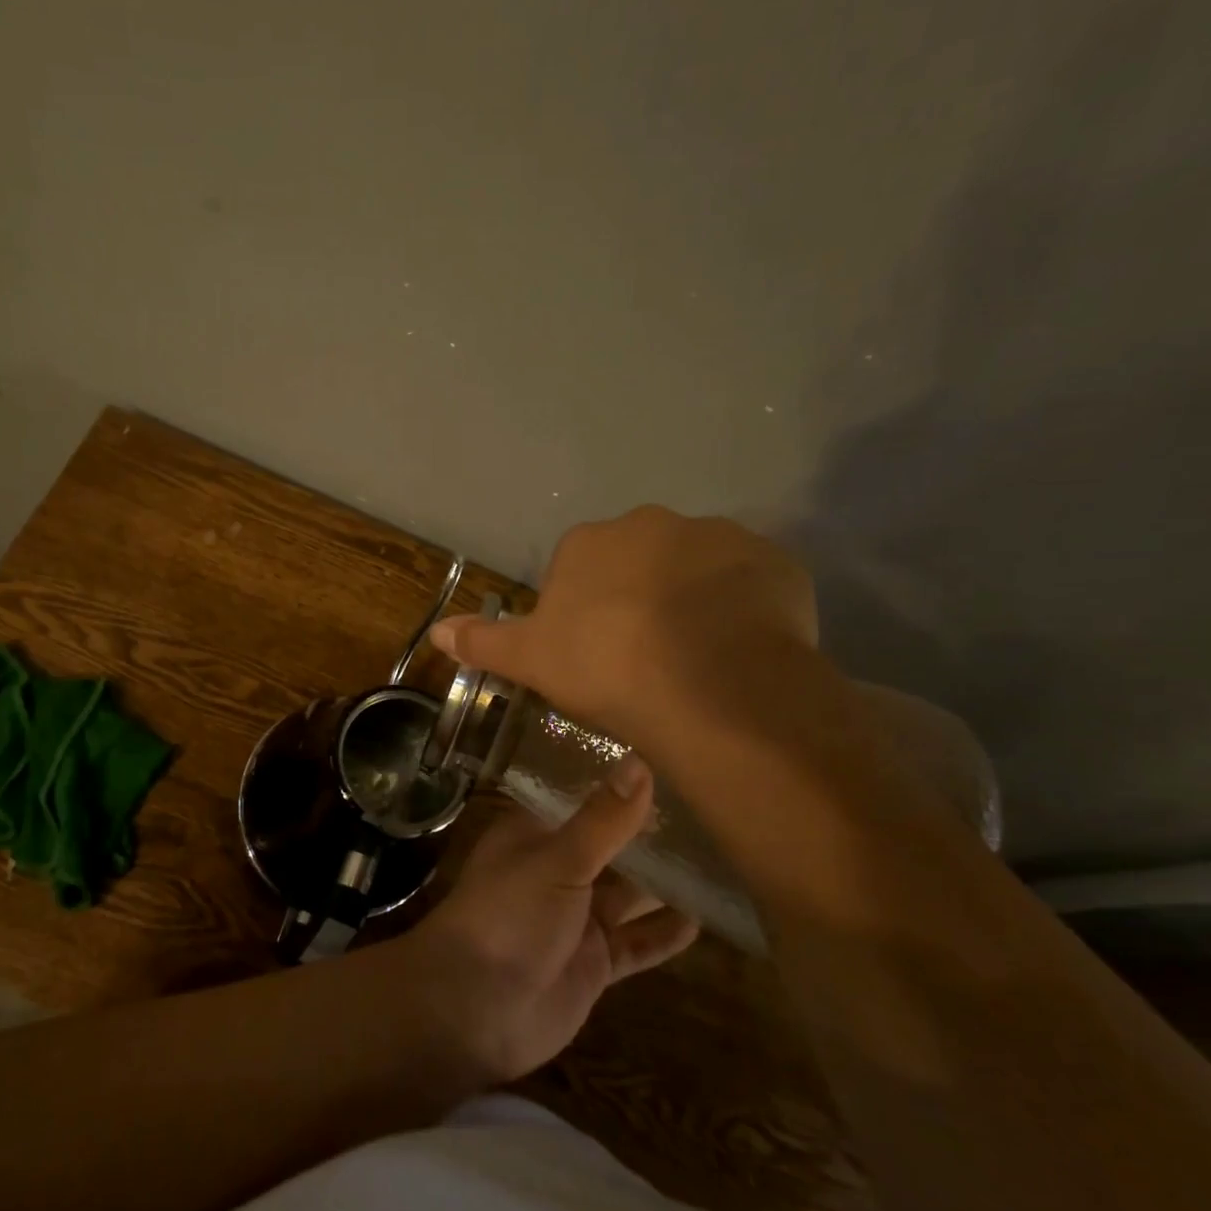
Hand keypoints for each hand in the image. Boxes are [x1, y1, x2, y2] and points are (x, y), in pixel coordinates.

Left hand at [399, 756, 697, 1084]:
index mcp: (534, 835)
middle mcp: (554, 870)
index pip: (579, 799)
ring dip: (662, 883)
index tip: (664, 763)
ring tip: (717, 860)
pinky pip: (635, 944)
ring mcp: (574, 919)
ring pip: (627, 894)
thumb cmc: (508, 915)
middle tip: (707, 810)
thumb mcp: (557, 859)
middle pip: (607, 846)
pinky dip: (663, 934)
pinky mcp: (592, 963)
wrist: (474, 1008)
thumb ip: (602, 819)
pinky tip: (703, 920)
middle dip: (647, 833)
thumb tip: (640, 762)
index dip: (615, 784)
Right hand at [429, 506, 817, 748]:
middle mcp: (651, 523)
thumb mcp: (531, 661)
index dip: (585, 613)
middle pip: (638, 561)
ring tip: (697, 659)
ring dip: (692, 600)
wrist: (709, 687)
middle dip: (638, 597)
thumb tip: (436, 632)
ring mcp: (718, 537)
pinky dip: (743, 610)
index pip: (579, 569)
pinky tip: (739, 653)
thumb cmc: (605, 668)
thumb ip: (483, 642)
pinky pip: (750, 584)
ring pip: (697, 569)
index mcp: (590, 542)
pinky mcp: (774, 562)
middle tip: (644, 656)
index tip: (595, 654)